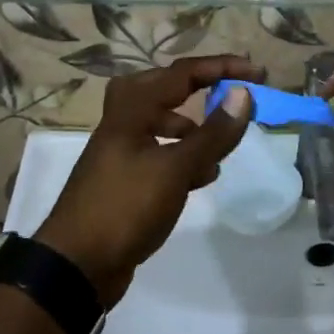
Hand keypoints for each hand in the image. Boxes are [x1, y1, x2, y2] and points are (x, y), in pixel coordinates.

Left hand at [36, 55, 256, 303]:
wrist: (76, 266)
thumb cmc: (125, 207)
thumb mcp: (175, 169)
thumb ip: (212, 134)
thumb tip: (244, 94)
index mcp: (131, 109)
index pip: (182, 73)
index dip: (222, 67)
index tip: (257, 73)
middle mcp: (123, 122)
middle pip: (165, 88)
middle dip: (200, 87)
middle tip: (231, 93)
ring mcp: (121, 150)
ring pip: (162, 121)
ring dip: (193, 126)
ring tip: (221, 145)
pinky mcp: (125, 178)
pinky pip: (160, 152)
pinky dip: (183, 155)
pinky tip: (203, 176)